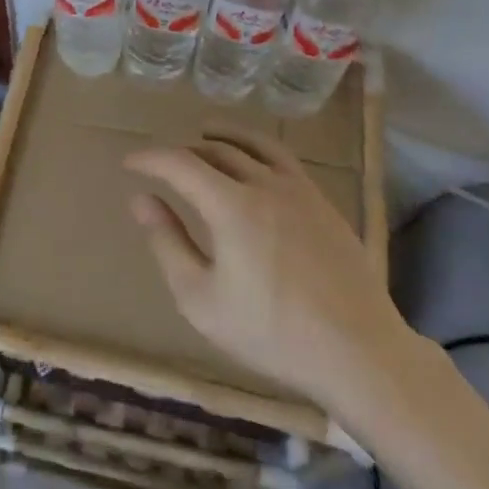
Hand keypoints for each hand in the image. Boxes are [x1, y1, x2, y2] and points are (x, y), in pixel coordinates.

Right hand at [124, 128, 410, 407]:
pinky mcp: (324, 203)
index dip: (151, 158)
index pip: (180, 163)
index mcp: (232, 206)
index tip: (130, 163)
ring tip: (206, 136)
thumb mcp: (201, 298)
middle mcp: (265, 185)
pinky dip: (258, 150)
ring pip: (254, 146)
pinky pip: (284, 160)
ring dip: (223, 138)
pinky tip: (255, 166)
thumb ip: (168, 243)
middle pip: (217, 150)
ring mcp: (300, 191)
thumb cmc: (270, 332)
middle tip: (164, 163)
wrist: (357, 352)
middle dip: (184, 151)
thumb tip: (141, 200)